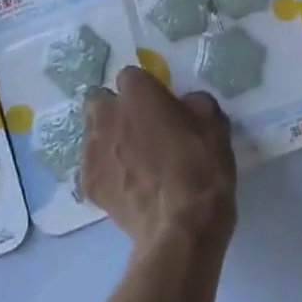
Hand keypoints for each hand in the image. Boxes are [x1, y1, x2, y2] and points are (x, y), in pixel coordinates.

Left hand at [81, 66, 237, 249]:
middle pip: (98, 100)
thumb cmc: (201, 167)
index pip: (130, 75)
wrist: (181, 226)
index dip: (144, 89)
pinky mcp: (87, 183)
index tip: (157, 104)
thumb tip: (184, 105)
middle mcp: (107, 114)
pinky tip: (124, 185)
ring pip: (91, 133)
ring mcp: (92, 150)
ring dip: (106, 138)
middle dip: (113, 109)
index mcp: (137, 92)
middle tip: (136, 126)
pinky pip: (91, 167)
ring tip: (129, 159)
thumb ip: (194, 104)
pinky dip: (104, 171)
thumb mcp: (214, 123)